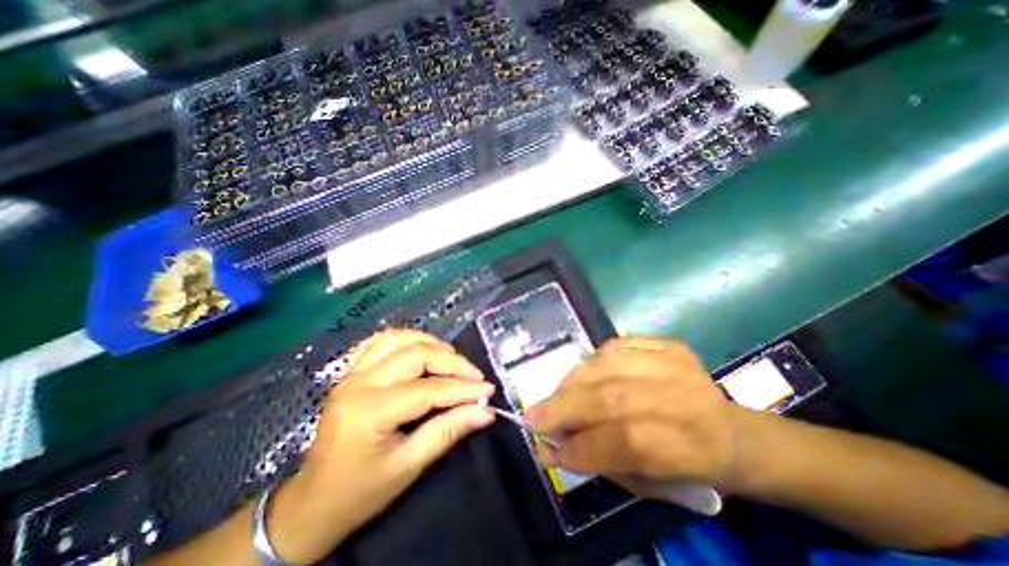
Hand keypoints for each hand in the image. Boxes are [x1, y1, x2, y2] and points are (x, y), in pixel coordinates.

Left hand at [265, 328, 491, 563]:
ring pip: (397, 338)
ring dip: (430, 343)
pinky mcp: (351, 372)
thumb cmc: (361, 491)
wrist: (313, 502)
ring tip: (452, 359)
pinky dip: (406, 340)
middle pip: (415, 354)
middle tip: (474, 376)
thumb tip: (486, 412)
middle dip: (452, 362)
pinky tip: (421, 350)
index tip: (488, 390)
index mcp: (370, 411)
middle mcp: (358, 383)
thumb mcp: (409, 465)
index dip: (462, 388)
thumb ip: (449, 431)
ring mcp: (351, 373)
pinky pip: (380, 342)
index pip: (427, 390)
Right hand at [523, 339, 737, 492]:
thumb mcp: (649, 484)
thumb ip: (599, 463)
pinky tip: (584, 375)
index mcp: (690, 446)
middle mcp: (683, 398)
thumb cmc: (687, 466)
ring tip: (556, 395)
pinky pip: (616, 345)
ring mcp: (674, 363)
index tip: (546, 447)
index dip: (581, 445)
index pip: (626, 441)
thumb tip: (550, 449)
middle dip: (565, 407)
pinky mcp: (666, 344)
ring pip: (608, 365)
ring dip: (573, 381)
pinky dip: (592, 360)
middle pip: (613, 397)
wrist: (731, 431)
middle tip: (534, 415)